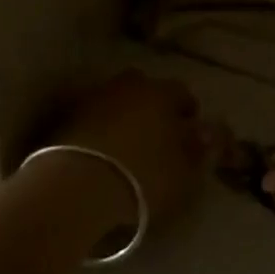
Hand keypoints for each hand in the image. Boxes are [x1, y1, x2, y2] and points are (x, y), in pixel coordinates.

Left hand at [47, 71, 210, 230]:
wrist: (76, 187)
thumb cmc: (142, 177)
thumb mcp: (185, 173)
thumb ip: (201, 151)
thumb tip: (209, 133)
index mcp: (161, 93)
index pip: (182, 93)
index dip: (189, 112)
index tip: (191, 132)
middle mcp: (128, 86)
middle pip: (145, 88)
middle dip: (152, 106)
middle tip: (157, 135)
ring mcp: (93, 99)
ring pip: (115, 101)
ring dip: (122, 116)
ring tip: (125, 145)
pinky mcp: (65, 118)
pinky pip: (91, 118)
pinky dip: (97, 129)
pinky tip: (100, 152)